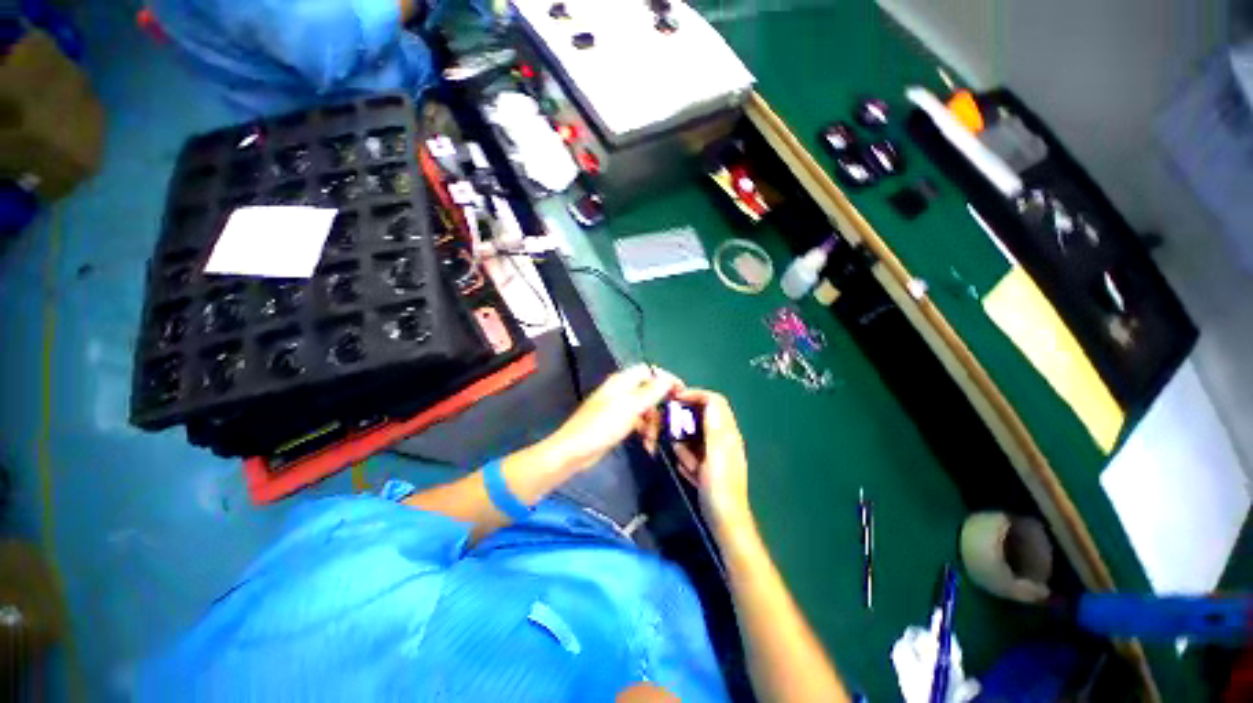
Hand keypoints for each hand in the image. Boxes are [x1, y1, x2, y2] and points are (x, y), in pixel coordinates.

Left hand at [544, 365, 683, 472]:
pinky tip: (647, 445)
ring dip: (653, 424)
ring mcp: (618, 407)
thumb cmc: (604, 425)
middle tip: (670, 421)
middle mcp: (621, 390)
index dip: (666, 379)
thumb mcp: (632, 406)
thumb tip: (669, 378)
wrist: (576, 450)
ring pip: (645, 409)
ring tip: (652, 440)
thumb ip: (652, 391)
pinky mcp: (616, 422)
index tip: (681, 393)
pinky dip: (644, 431)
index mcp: (623, 380)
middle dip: (659, 407)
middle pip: (649, 391)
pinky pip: (637, 422)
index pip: (650, 371)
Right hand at [671, 389, 751, 534]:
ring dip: (686, 446)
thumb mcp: (715, 454)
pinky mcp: (710, 465)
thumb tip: (708, 399)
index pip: (714, 401)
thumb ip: (713, 426)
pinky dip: (688, 459)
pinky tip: (689, 472)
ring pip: (695, 436)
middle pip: (702, 416)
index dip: (695, 394)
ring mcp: (717, 452)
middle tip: (673, 434)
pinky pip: (693, 452)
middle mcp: (724, 438)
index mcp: (727, 433)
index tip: (675, 399)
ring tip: (686, 462)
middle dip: (685, 425)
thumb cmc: (719, 488)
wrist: (725, 522)